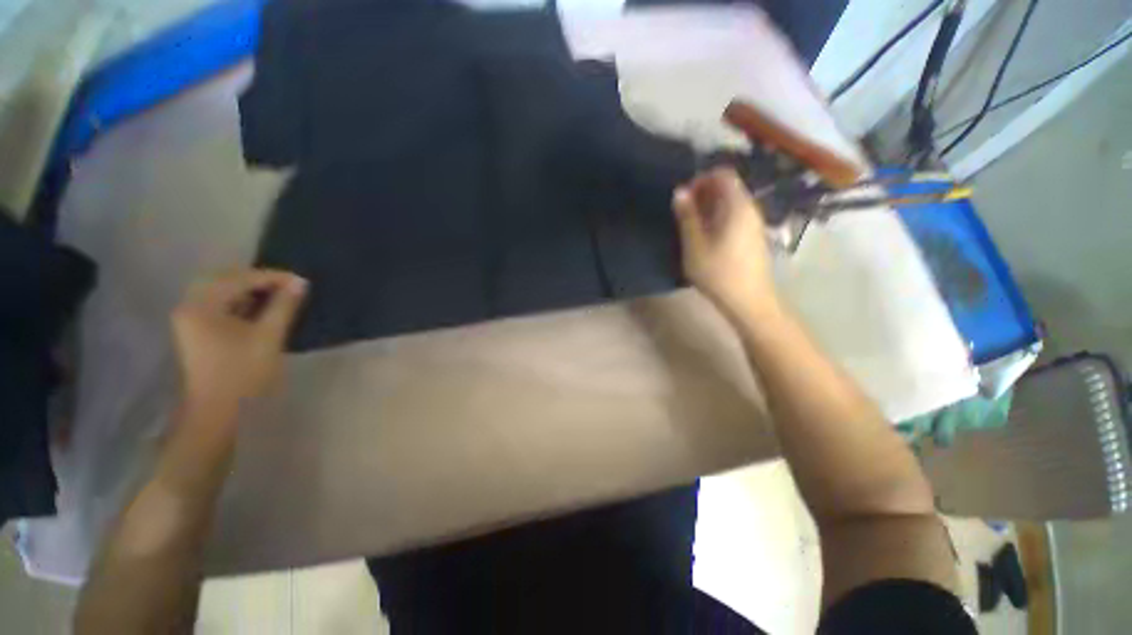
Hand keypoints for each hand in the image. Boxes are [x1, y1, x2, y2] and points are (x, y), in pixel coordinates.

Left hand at [172, 269, 307, 417]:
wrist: (218, 411)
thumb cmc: (244, 372)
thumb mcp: (269, 336)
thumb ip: (284, 306)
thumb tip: (300, 283)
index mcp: (202, 306)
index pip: (238, 279)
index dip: (272, 277)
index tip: (301, 281)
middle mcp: (190, 306)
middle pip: (224, 279)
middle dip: (257, 279)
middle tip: (287, 285)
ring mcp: (190, 319)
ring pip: (221, 291)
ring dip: (249, 290)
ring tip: (278, 295)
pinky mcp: (196, 330)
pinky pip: (219, 304)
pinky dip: (240, 301)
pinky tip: (260, 308)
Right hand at [672, 168, 778, 320]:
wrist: (748, 301)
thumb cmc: (718, 272)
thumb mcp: (694, 245)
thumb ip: (687, 216)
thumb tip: (680, 192)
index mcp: (737, 206)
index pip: (722, 175)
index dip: (701, 179)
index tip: (683, 197)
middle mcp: (750, 209)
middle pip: (727, 188)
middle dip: (703, 194)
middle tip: (682, 213)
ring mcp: (754, 223)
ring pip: (730, 203)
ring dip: (709, 208)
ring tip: (690, 227)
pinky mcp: (753, 237)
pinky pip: (735, 217)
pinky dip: (718, 219)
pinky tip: (705, 238)